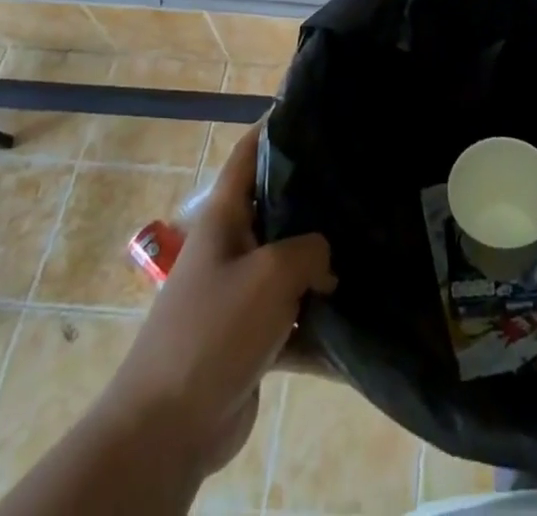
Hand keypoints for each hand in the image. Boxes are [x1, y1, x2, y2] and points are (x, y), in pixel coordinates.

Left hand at [101, 127, 335, 476]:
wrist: (167, 428)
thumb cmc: (214, 329)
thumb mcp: (272, 272)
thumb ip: (311, 249)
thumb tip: (326, 261)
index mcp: (224, 218)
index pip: (248, 154)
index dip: (273, 126)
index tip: (310, 108)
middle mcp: (231, 247)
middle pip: (276, 207)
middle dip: (313, 195)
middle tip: (360, 178)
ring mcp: (238, 294)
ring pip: (288, 262)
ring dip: (321, 260)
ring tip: (369, 239)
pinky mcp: (249, 337)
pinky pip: (291, 314)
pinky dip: (317, 316)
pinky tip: (356, 313)